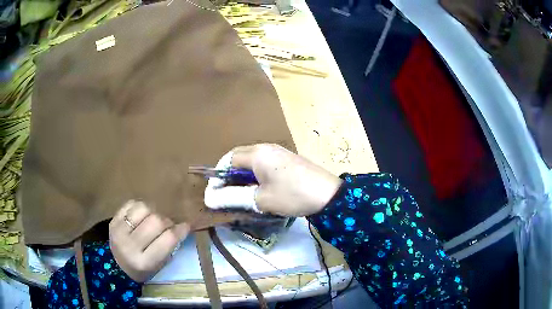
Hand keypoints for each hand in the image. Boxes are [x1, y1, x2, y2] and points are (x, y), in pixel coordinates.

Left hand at [109, 200, 189, 281]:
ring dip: (153, 212)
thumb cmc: (143, 269)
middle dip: (167, 221)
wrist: (117, 266)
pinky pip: (131, 203)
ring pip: (144, 208)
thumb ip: (170, 247)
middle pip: (156, 221)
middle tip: (168, 225)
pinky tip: (141, 216)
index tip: (186, 225)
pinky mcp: (113, 220)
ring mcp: (119, 230)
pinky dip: (140, 207)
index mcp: (144, 262)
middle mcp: (130, 245)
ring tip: (153, 219)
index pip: (168, 239)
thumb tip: (183, 226)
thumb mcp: (158, 265)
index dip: (180, 230)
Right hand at [205, 144, 341, 216]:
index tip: (216, 193)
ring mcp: (278, 152)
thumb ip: (232, 197)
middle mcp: (266, 147)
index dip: (218, 175)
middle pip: (239, 157)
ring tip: (241, 193)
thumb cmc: (292, 195)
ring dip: (242, 175)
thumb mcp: (260, 199)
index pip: (228, 159)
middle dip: (229, 175)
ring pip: (251, 160)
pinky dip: (255, 174)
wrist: (329, 195)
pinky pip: (263, 163)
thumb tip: (209, 199)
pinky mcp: (287, 159)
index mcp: (257, 153)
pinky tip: (259, 188)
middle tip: (227, 194)